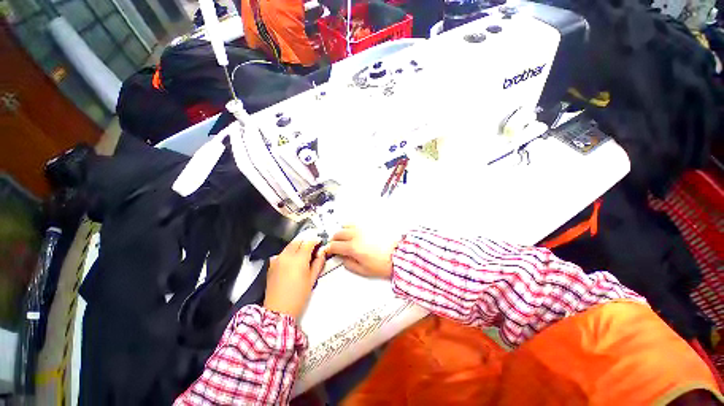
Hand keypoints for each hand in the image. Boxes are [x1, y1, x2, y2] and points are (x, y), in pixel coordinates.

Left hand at [264, 238, 326, 319]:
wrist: (278, 310)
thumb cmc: (298, 296)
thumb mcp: (312, 279)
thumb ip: (318, 263)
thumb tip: (321, 253)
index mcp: (299, 259)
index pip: (308, 242)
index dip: (315, 241)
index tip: (320, 243)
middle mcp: (287, 256)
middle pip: (298, 241)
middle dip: (306, 242)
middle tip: (312, 248)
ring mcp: (277, 259)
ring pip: (289, 246)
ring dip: (297, 246)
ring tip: (303, 254)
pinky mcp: (271, 265)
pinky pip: (281, 253)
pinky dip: (288, 252)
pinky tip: (291, 261)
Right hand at [327, 225, 399, 278]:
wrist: (400, 254)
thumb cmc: (384, 263)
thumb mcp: (365, 270)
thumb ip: (350, 265)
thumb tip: (343, 259)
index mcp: (353, 247)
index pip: (334, 245)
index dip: (329, 248)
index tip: (329, 250)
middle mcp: (356, 234)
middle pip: (338, 233)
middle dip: (334, 239)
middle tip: (337, 244)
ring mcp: (363, 227)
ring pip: (346, 224)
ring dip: (343, 230)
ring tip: (346, 237)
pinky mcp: (371, 224)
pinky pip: (357, 222)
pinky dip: (353, 226)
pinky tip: (357, 231)